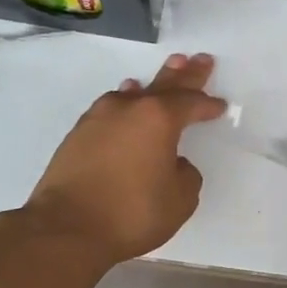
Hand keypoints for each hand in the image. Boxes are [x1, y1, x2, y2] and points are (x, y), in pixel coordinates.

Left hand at [25, 54, 228, 266]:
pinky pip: (110, 108)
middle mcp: (129, 109)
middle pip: (163, 85)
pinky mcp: (77, 135)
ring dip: (152, 84)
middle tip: (199, 59)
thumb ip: (185, 175)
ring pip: (133, 94)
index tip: (219, 106)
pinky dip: (125, 102)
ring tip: (166, 70)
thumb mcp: (180, 200)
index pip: (191, 104)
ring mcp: (98, 119)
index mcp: (159, 119)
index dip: (208, 106)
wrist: (67, 228)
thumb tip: (174, 164)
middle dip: (185, 74)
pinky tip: (124, 100)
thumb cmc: (133, 213)